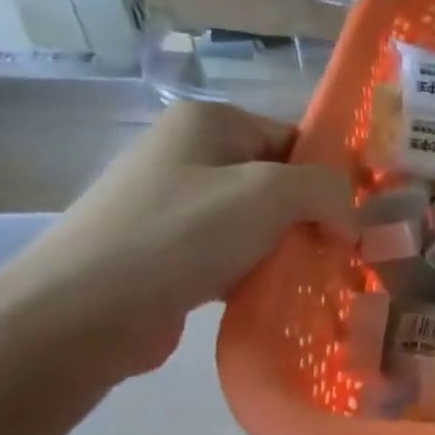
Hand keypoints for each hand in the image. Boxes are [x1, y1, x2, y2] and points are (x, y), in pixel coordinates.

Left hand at [0, 102, 354, 378]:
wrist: (80, 312)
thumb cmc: (181, 235)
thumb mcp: (270, 194)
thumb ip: (328, 189)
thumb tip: (349, 218)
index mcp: (210, 122)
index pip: (296, 139)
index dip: (330, 178)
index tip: (354, 222)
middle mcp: (189, 153)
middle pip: (280, 182)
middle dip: (312, 219)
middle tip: (338, 255)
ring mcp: (174, 204)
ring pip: (259, 223)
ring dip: (288, 251)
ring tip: (312, 280)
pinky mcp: (167, 252)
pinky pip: (232, 254)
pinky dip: (258, 273)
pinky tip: (274, 297)